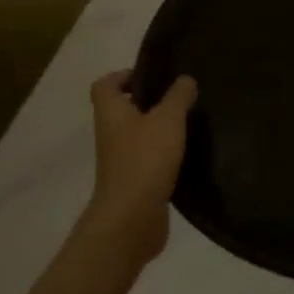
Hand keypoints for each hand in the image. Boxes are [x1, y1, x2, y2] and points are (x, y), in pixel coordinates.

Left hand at [77, 69, 197, 265]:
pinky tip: (188, 153)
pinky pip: (149, 159)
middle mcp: (111, 134)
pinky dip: (165, 154)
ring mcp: (121, 160)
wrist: (132, 218)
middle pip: (123, 109)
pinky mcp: (135, 182)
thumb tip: (185, 80)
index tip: (152, 77)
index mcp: (111, 113)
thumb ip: (178, 96)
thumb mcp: (168, 120)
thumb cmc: (145, 160)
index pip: (105, 85)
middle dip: (149, 102)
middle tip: (179, 98)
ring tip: (189, 123)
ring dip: (159, 129)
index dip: (124, 76)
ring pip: (138, 135)